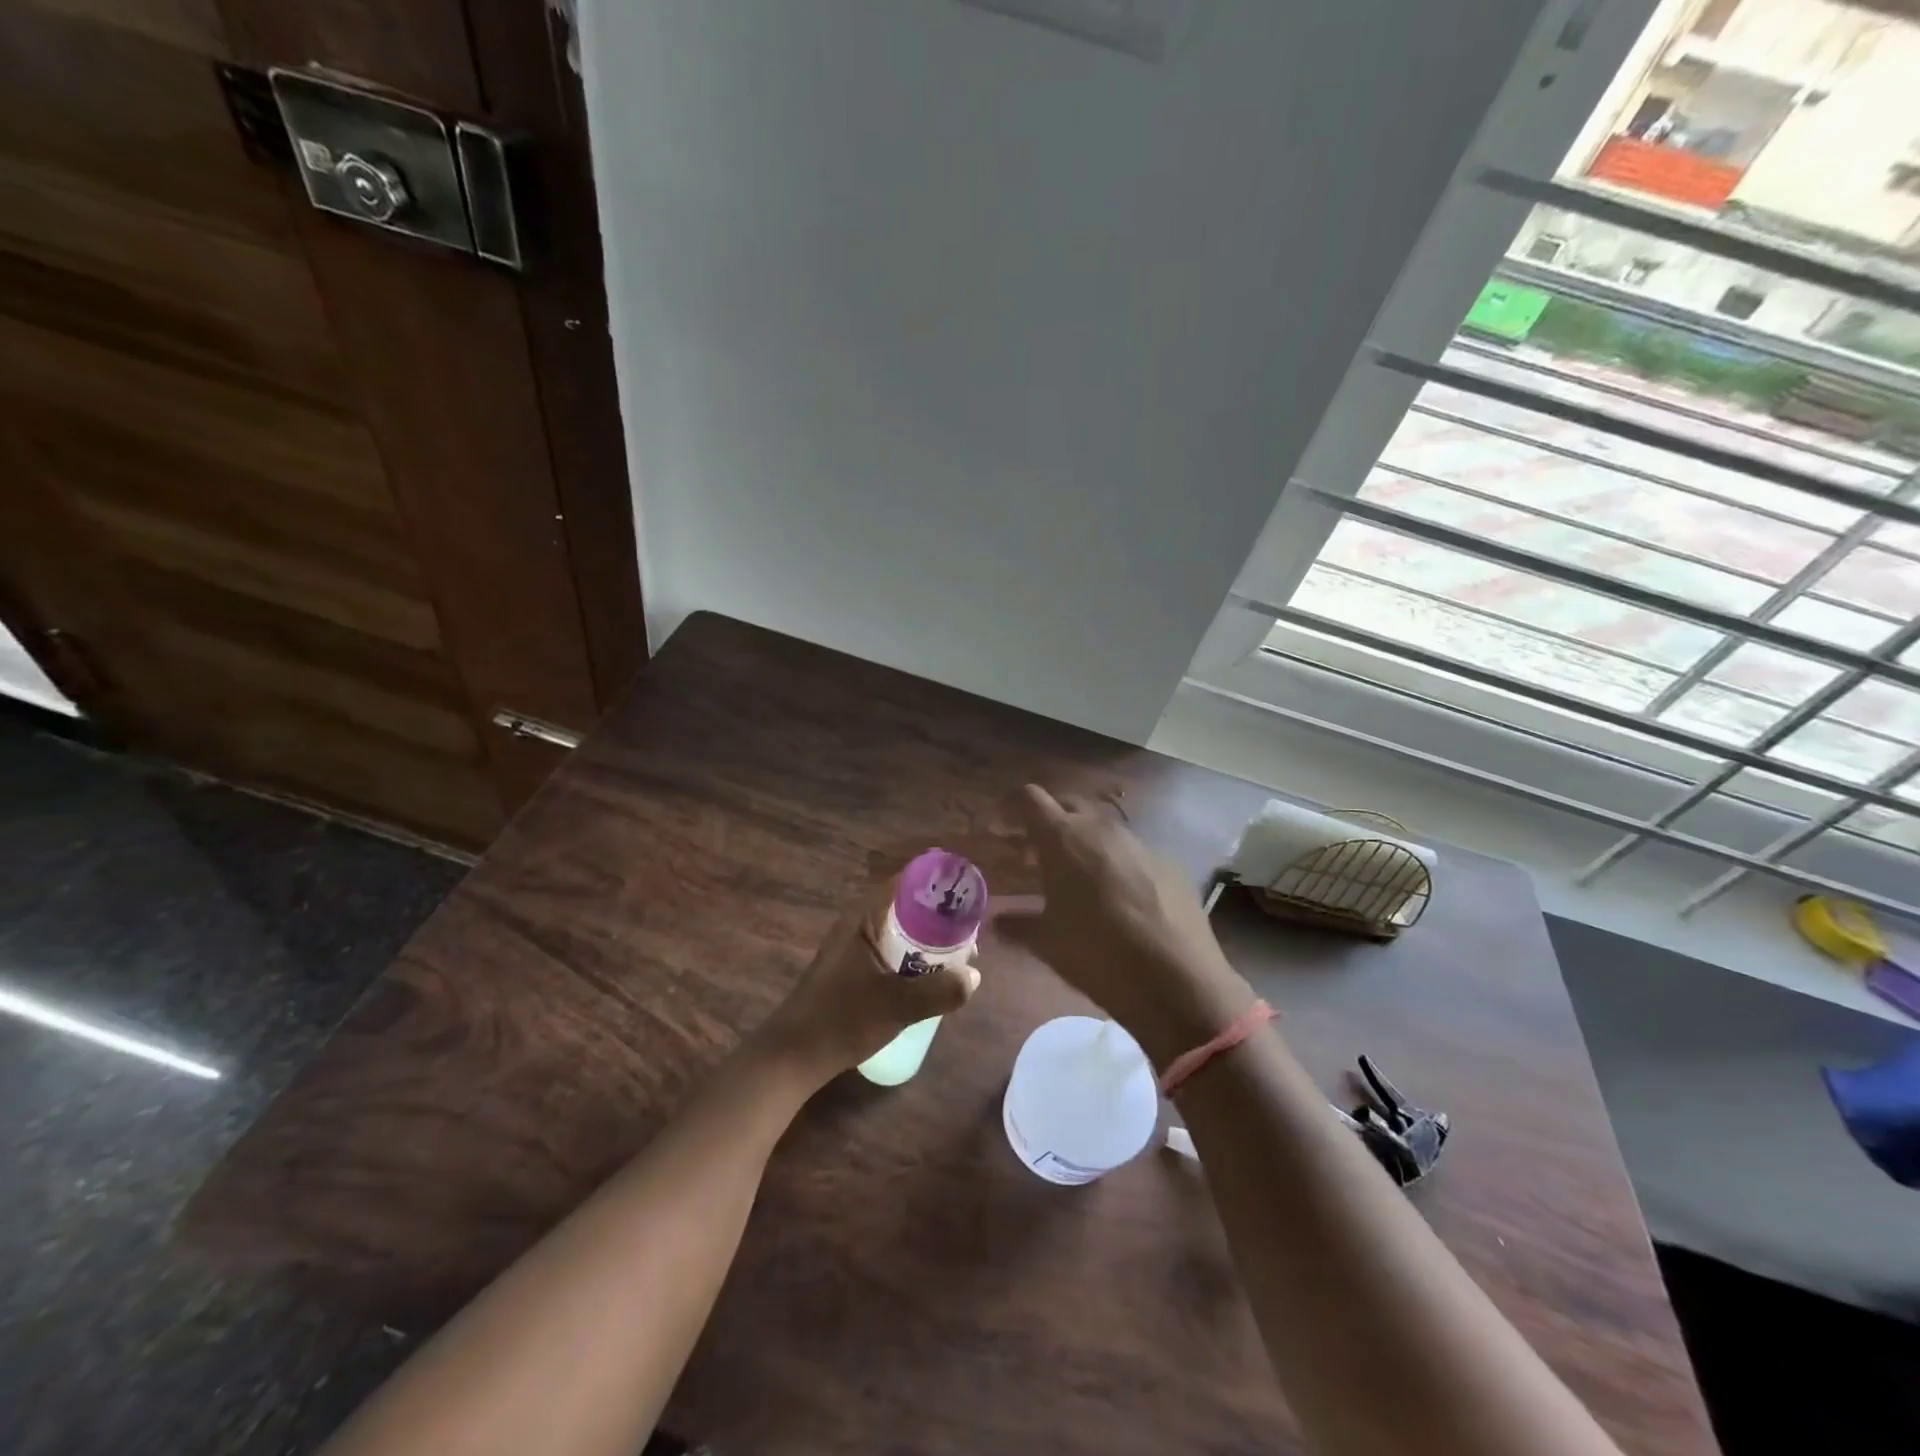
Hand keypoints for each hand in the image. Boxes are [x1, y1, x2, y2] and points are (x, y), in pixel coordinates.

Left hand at [756, 883, 978, 1082]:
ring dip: (929, 940)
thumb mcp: (897, 1007)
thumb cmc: (842, 1021)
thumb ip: (939, 991)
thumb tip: (974, 976)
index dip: (936, 882)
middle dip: (940, 916)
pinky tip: (933, 978)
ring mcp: (855, 948)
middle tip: (971, 930)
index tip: (966, 890)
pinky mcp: (854, 969)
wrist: (792, 1056)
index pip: (905, 883)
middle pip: (907, 907)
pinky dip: (915, 957)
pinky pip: (893, 951)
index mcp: (864, 919)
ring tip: (961, 955)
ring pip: (901, 932)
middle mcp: (859, 925)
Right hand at [995, 785, 1253, 1065]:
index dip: (1012, 807)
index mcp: (1063, 838)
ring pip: (1104, 828)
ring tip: (1078, 877)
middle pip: (1069, 805)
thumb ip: (1019, 925)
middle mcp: (1101, 828)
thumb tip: (998, 921)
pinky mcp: (1169, 863)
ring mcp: (1139, 843)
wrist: (1176, 979)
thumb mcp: (1047, 943)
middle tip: (1037, 852)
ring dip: (1086, 843)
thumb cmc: (1096, 955)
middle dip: (1050, 821)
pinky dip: (1117, 865)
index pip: (1030, 799)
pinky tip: (1120, 899)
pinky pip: (1133, 853)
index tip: (1002, 825)